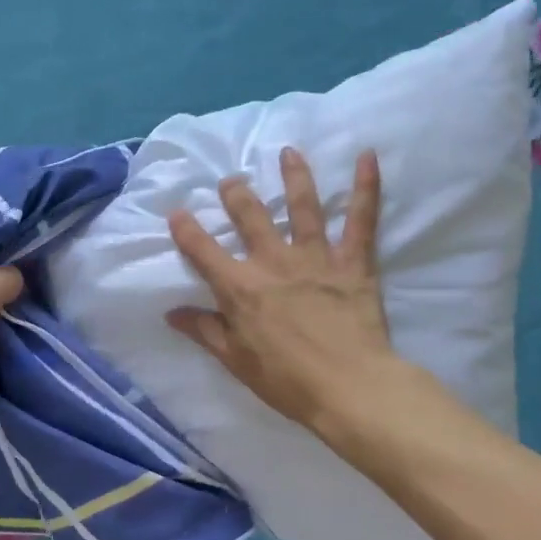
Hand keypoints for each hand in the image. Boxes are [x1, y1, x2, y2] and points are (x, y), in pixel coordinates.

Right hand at [166, 148, 397, 429]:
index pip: (203, 251)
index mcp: (240, 287)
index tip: (177, 213)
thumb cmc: (286, 380)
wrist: (348, 387)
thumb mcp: (235, 360)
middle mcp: (273, 262)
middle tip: (230, 181)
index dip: (187, 230)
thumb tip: (171, 313)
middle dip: (237, 195)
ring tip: (288, 152)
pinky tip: (368, 157)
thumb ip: (205, 330)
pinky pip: (361, 220)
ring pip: (303, 207)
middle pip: (251, 217)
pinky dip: (366, 187)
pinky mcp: (353, 262)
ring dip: (294, 177)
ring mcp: (315, 258)